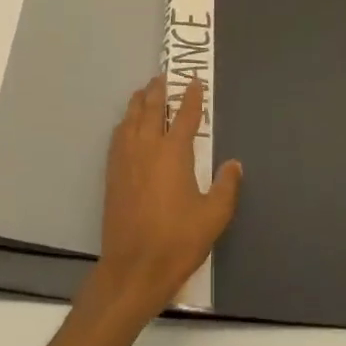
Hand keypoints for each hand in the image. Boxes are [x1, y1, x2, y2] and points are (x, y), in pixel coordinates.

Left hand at [86, 74, 242, 323]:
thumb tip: (233, 163)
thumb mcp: (214, 216)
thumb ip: (226, 186)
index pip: (184, 115)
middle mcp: (146, 148)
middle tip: (163, 77)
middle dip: (158, 91)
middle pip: (151, 109)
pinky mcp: (112, 174)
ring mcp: (125, 160)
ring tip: (144, 92)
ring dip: (138, 102)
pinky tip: (126, 125)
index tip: (194, 82)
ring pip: (130, 119)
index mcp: (174, 153)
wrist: (134, 267)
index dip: (191, 97)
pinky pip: (117, 137)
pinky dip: (124, 123)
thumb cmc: (178, 241)